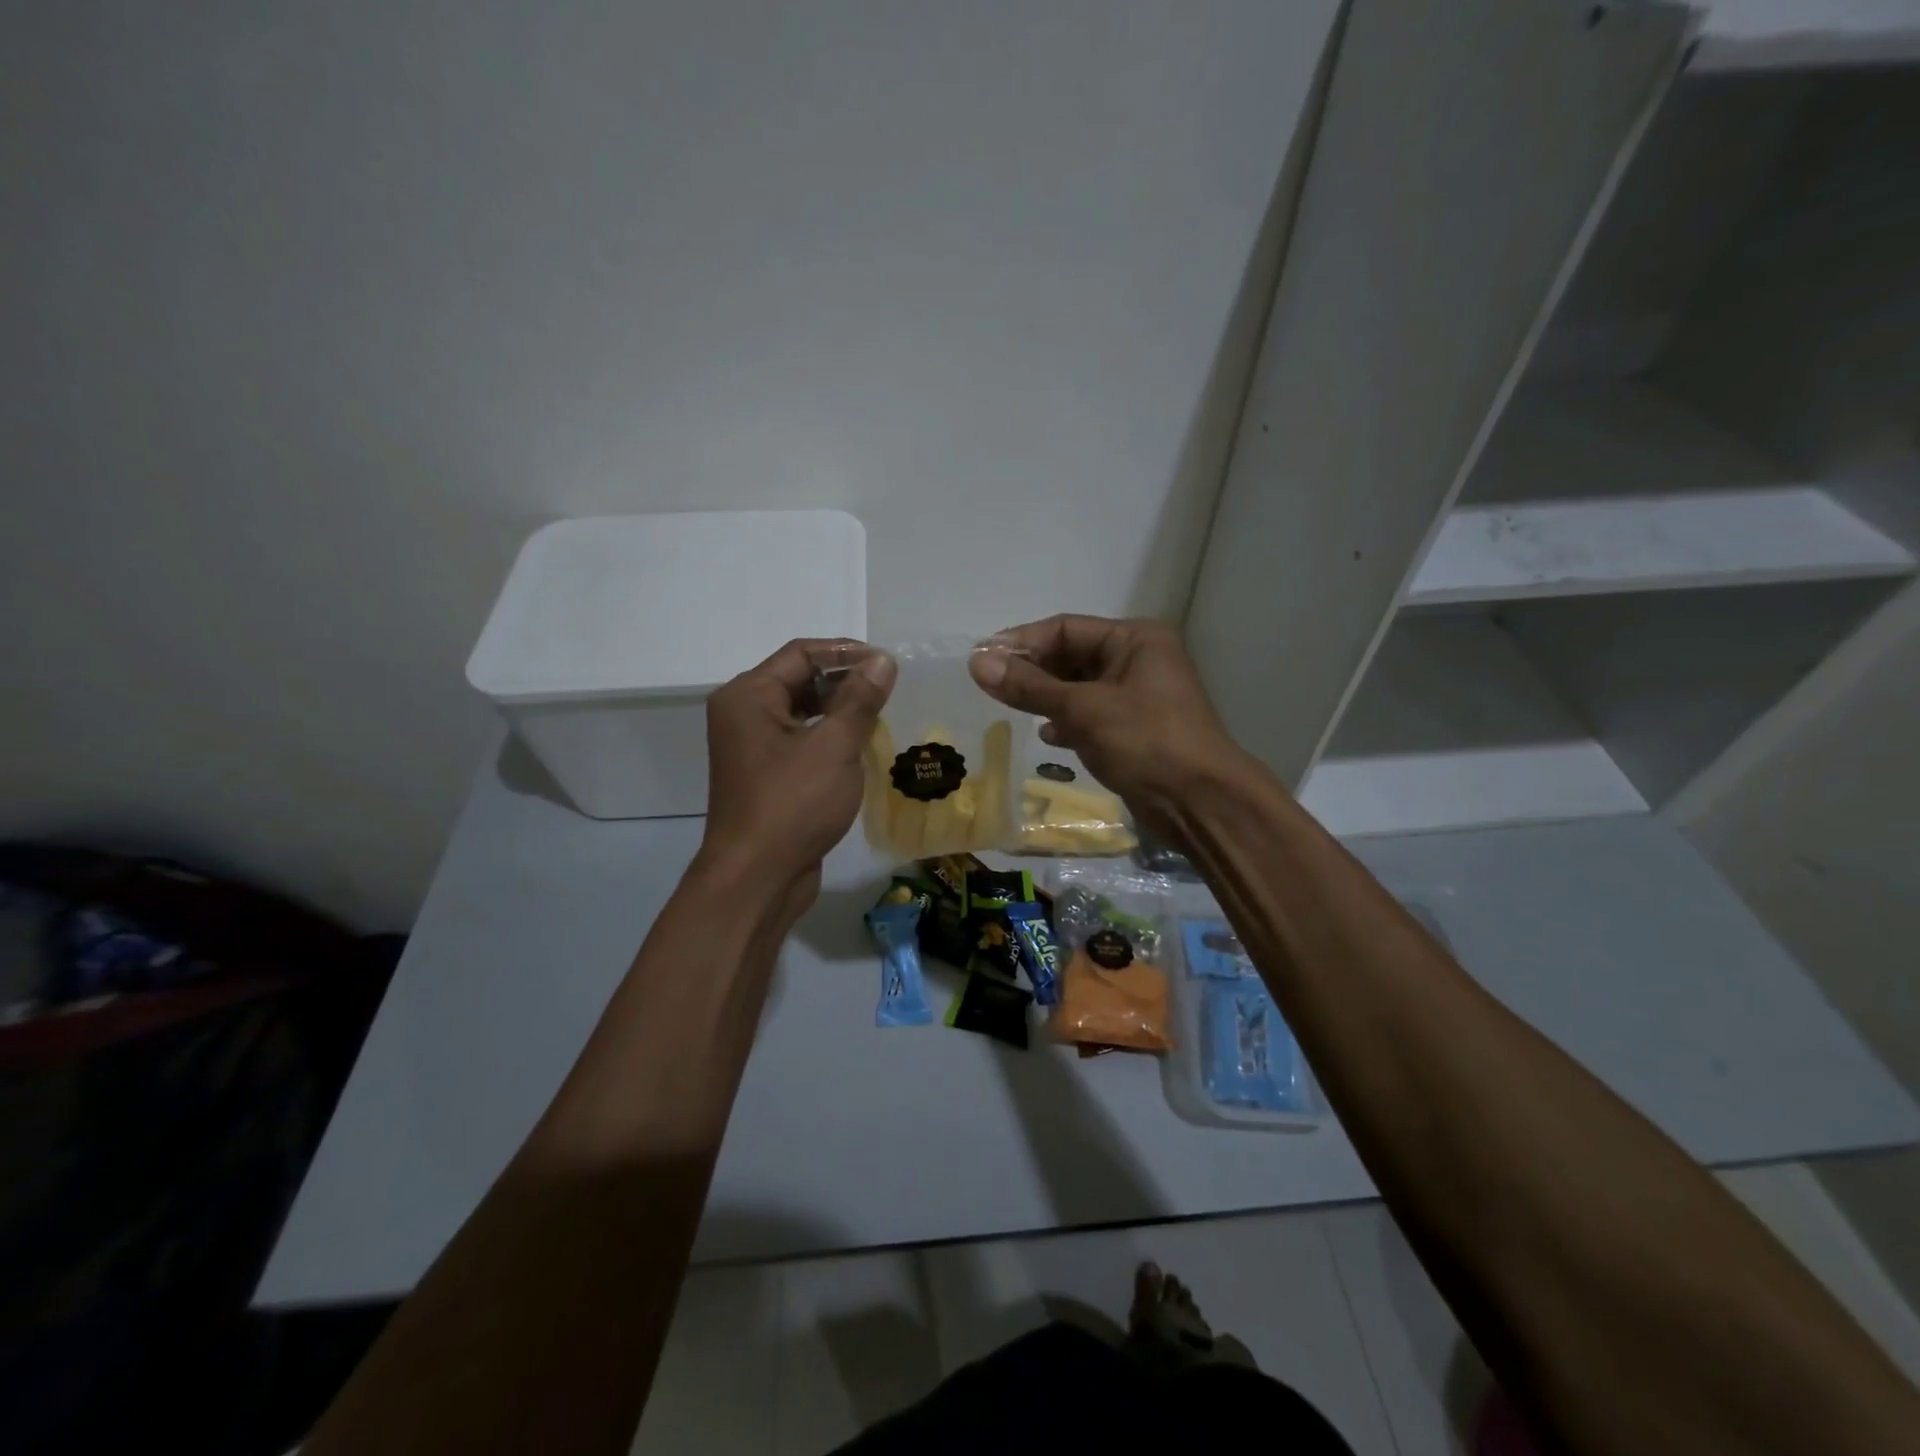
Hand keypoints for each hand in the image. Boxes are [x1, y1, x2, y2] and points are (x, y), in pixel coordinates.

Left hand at [698, 639, 895, 913]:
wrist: (757, 878)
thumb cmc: (793, 804)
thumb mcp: (834, 746)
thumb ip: (860, 699)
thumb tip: (882, 660)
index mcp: (748, 696)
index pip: (801, 654)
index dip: (846, 653)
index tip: (887, 664)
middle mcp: (743, 715)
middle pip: (798, 680)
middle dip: (845, 682)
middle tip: (889, 690)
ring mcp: (752, 749)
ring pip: (802, 713)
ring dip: (840, 711)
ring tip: (881, 716)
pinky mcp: (766, 777)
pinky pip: (801, 743)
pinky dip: (829, 739)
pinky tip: (862, 748)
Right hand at [970, 615, 1241, 840]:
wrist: (1200, 802)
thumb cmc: (1145, 741)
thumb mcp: (1083, 709)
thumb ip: (1030, 686)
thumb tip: (977, 662)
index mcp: (1135, 639)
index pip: (1066, 628)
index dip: (1022, 642)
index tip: (981, 658)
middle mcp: (1138, 660)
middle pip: (1072, 656)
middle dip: (1033, 671)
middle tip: (991, 685)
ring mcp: (1138, 696)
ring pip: (1079, 688)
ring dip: (1047, 698)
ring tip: (1011, 708)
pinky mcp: (1134, 729)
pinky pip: (1091, 715)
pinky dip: (1068, 722)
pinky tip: (1048, 736)